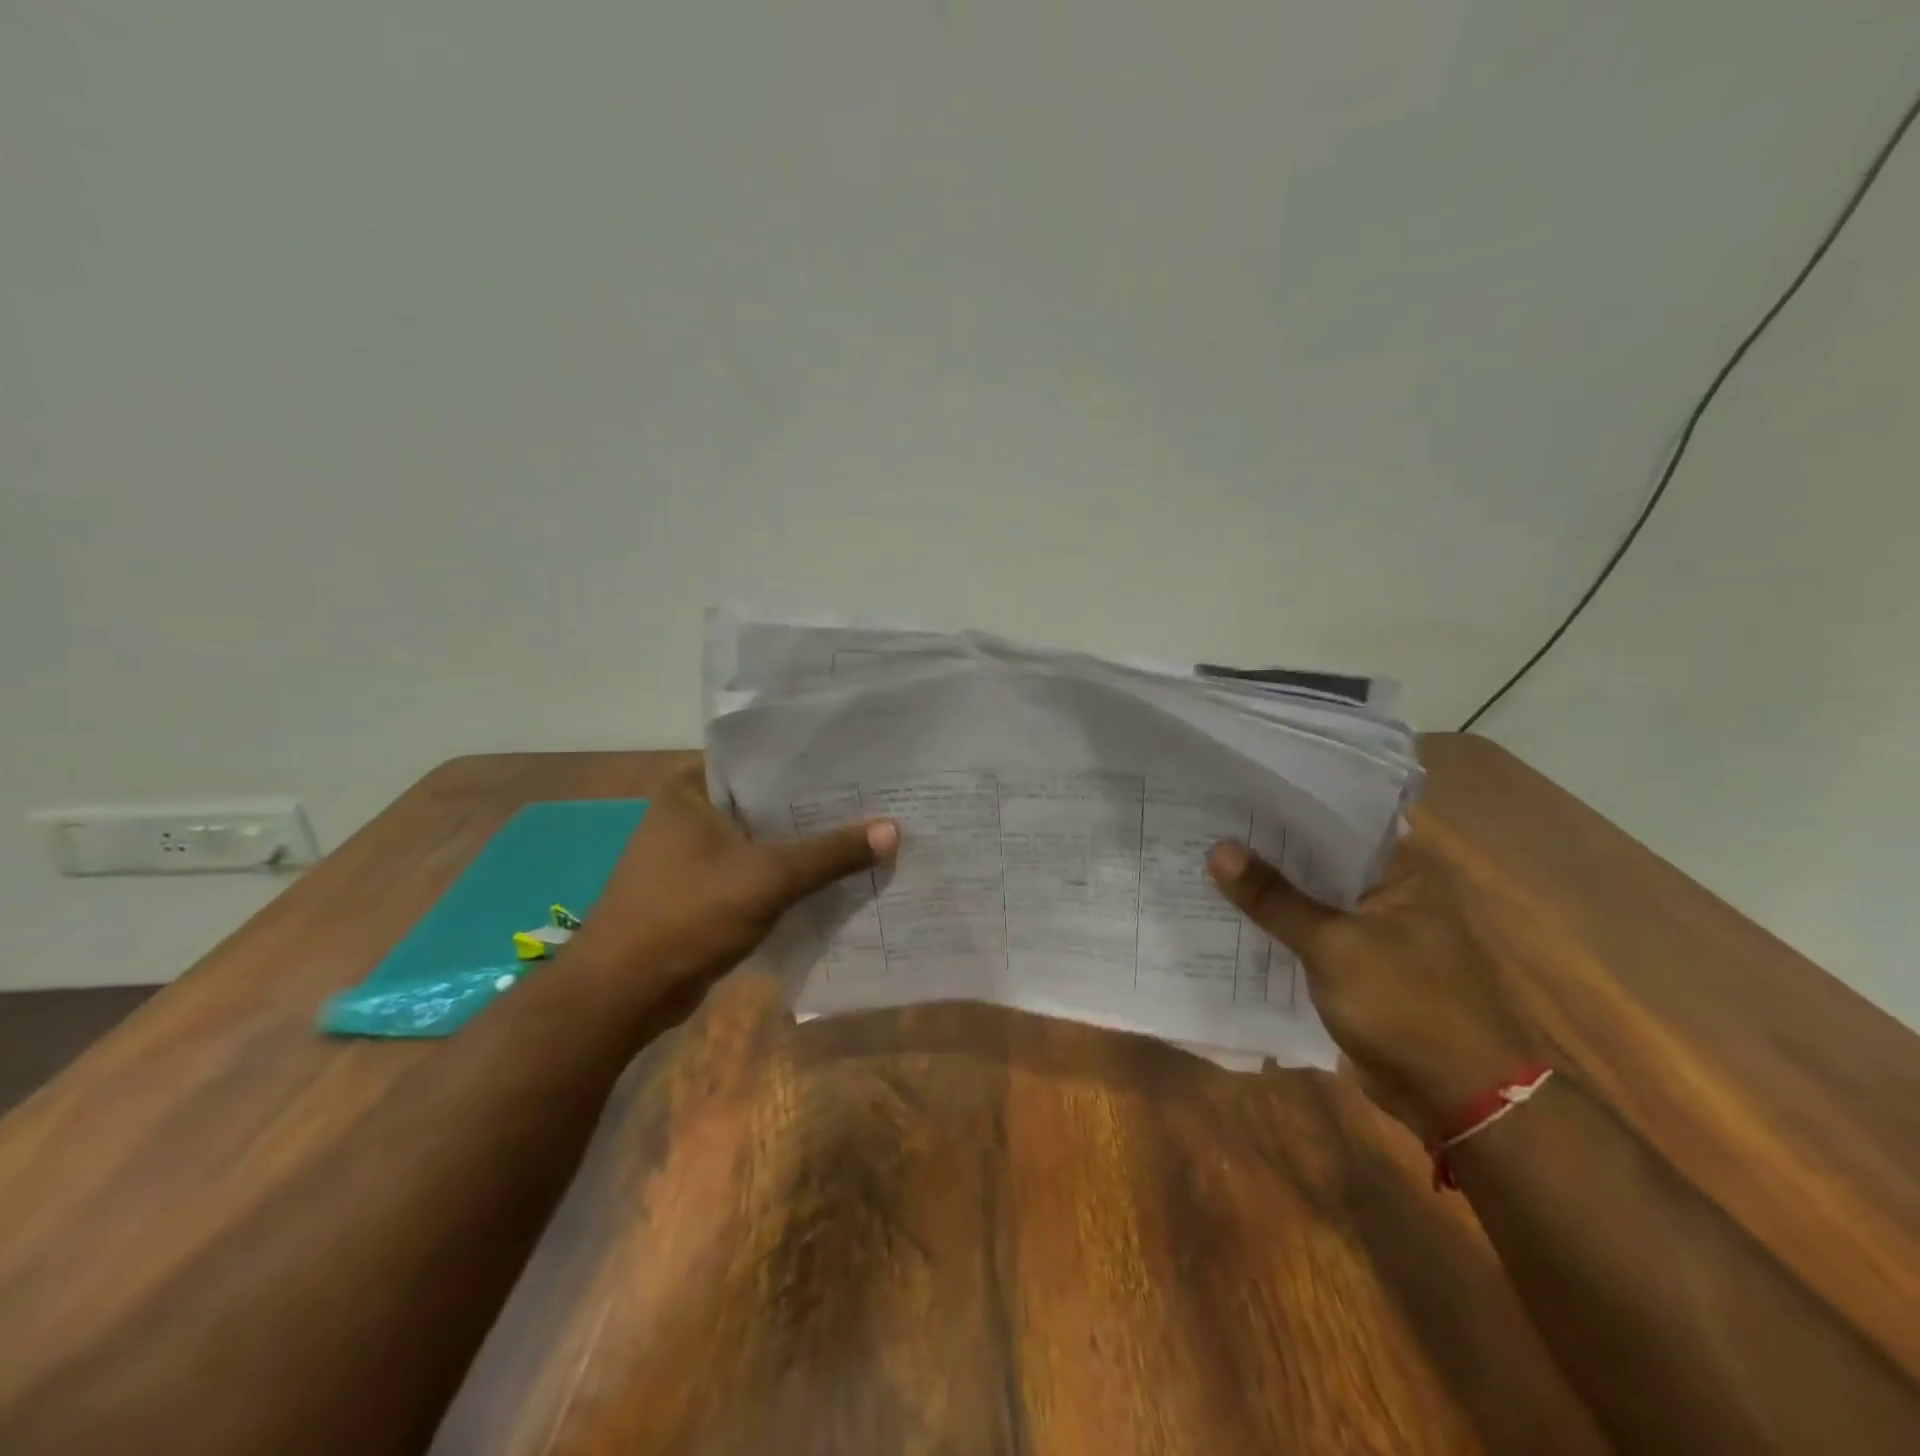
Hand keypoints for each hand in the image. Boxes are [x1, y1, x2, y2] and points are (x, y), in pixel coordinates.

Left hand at [568, 765, 897, 996]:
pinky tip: (835, 877)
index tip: (859, 761)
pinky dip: (788, 876)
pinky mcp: (702, 891)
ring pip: (763, 840)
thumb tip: (893, 831)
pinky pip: (756, 872)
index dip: (810, 762)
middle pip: (766, 802)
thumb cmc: (686, 917)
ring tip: (867, 832)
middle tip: (876, 798)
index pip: (760, 759)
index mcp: (691, 790)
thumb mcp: (767, 879)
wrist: (622, 996)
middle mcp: (689, 814)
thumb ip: (830, 854)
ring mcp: (693, 855)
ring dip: (804, 845)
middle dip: (816, 808)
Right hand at [1207, 838, 1537, 1137]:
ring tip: (1200, 865)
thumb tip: (1218, 849)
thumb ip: (1274, 898)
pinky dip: (1275, 930)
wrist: (1458, 1099)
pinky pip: (1307, 936)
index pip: (1331, 821)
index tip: (1226, 797)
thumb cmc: (1407, 1006)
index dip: (1278, 811)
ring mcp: (1373, 932)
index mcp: (1400, 871)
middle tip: (1201, 828)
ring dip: (1265, 894)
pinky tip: (1225, 919)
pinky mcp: (1357, 966)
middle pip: (1314, 862)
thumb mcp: (1333, 946)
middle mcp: (1388, 893)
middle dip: (1262, 853)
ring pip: (1307, 900)